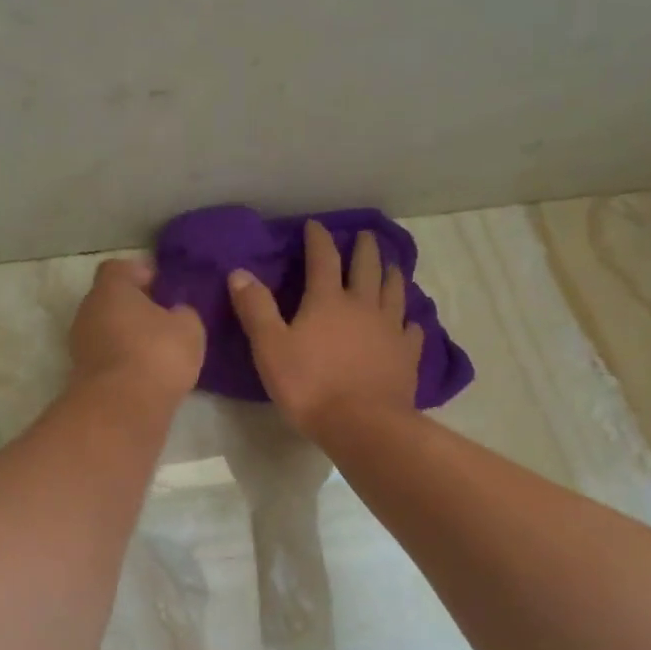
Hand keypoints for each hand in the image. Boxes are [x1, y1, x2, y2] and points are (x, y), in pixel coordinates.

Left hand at [68, 258, 205, 402]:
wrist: (122, 409)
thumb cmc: (157, 354)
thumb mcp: (188, 327)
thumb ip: (184, 313)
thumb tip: (176, 313)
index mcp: (110, 289)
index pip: (118, 268)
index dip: (140, 272)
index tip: (163, 286)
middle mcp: (88, 311)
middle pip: (110, 300)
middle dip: (135, 307)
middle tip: (164, 318)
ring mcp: (81, 345)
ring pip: (107, 330)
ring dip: (128, 336)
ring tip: (159, 349)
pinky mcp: (84, 375)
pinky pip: (108, 357)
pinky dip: (124, 360)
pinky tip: (148, 372)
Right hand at [227, 221, 422, 437]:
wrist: (361, 424)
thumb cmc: (309, 386)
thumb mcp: (270, 348)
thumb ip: (256, 309)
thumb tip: (239, 272)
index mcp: (328, 300)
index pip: (323, 258)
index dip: (318, 238)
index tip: (315, 225)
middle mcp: (363, 306)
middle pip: (367, 267)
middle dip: (364, 248)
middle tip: (365, 235)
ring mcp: (390, 329)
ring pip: (394, 292)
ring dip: (391, 275)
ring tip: (391, 266)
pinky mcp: (406, 355)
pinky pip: (412, 330)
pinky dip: (409, 321)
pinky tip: (409, 322)